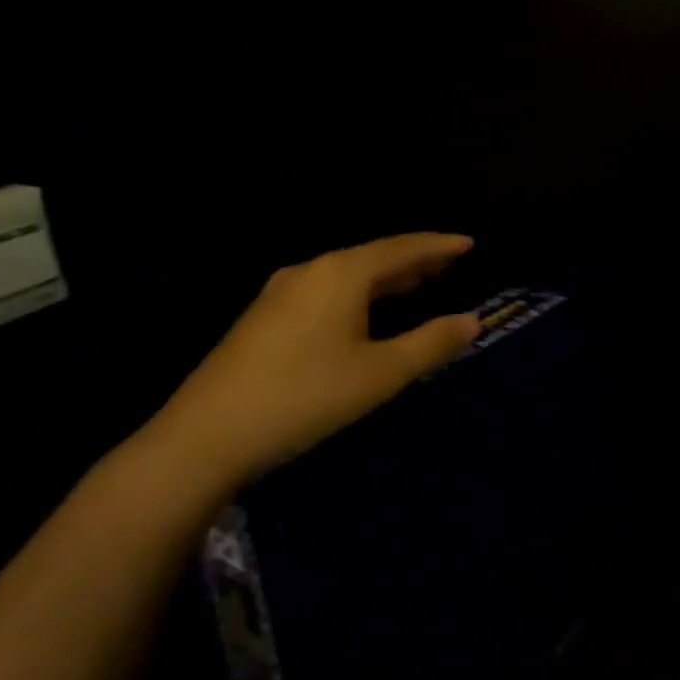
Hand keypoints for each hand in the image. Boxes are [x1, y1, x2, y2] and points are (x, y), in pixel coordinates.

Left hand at [136, 233, 479, 496]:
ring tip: (417, 283)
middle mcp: (311, 271)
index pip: (402, 248)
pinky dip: (359, 292)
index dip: (439, 245)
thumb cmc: (306, 396)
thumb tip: (473, 321)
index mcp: (342, 274)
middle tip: (449, 264)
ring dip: (386, 277)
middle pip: (373, 256)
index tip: (469, 243)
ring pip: (347, 274)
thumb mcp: (381, 373)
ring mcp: (281, 292)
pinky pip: (327, 289)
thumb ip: (431, 343)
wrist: (206, 436)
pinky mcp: (264, 316)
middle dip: (414, 260)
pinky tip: (364, 310)